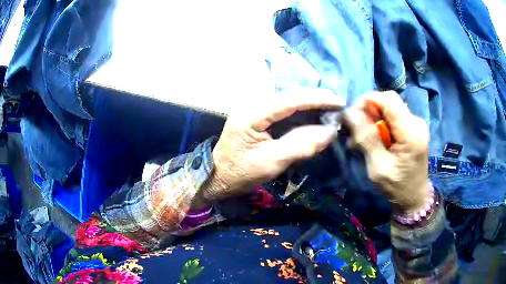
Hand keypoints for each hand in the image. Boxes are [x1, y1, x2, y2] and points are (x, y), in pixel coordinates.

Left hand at [203, 87, 343, 200]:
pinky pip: (284, 109)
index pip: (289, 100)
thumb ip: (301, 146)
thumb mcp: (271, 162)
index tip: (338, 101)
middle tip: (338, 103)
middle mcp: (252, 105)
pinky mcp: (258, 116)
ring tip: (331, 106)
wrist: (219, 177)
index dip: (316, 99)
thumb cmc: (241, 173)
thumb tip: (329, 132)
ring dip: (310, 102)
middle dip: (316, 98)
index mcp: (251, 114)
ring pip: (288, 100)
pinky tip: (314, 112)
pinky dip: (301, 110)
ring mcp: (255, 109)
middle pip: (290, 95)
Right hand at [345, 91, 429, 213]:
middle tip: (354, 133)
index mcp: (411, 132)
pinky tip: (373, 141)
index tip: (352, 117)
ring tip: (361, 141)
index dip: (367, 101)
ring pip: (388, 109)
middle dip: (367, 112)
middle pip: (387, 101)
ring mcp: (415, 124)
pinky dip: (379, 126)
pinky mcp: (412, 128)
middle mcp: (416, 122)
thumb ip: (366, 139)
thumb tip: (349, 113)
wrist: (415, 198)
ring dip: (372, 120)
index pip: (388, 99)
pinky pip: (392, 118)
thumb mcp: (378, 169)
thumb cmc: (398, 188)